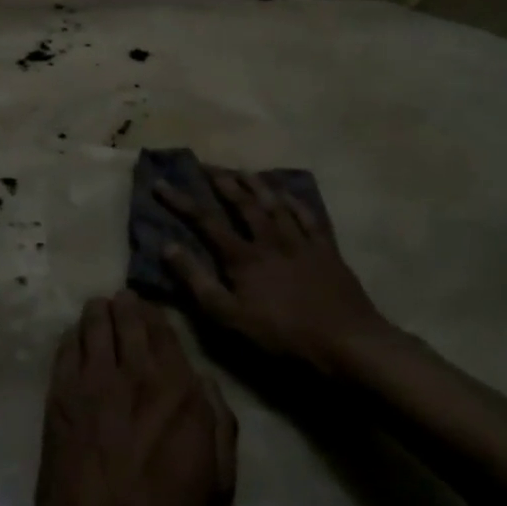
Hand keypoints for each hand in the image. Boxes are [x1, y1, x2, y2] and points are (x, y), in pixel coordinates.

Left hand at [31, 292, 237, 505]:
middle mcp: (134, 374)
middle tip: (123, 300)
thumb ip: (219, 421)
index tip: (151, 309)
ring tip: (99, 308)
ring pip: (93, 325)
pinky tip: (75, 336)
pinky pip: (65, 350)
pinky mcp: (59, 396)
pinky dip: (72, 336)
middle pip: (127, 318)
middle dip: (126, 305)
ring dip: (98, 312)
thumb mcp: (218, 478)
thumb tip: (204, 381)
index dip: (156, 314)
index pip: (164, 331)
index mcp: (177, 390)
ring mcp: (91, 382)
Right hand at [157, 168, 396, 372]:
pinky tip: (288, 194)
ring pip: (275, 204)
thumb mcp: (228, 315)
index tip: (161, 184)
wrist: (345, 340)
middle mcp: (270, 239)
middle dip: (222, 182)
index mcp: (243, 256)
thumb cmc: (281, 333)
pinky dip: (296, 202)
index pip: (205, 221)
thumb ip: (197, 281)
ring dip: (257, 185)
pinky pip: (309, 217)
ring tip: (243, 171)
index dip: (181, 201)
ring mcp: (301, 242)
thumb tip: (167, 247)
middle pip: (243, 203)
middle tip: (207, 165)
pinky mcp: (326, 250)